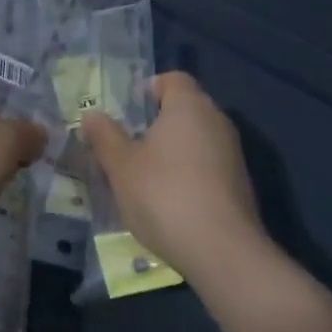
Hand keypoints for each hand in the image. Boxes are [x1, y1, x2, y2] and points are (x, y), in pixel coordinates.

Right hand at [80, 71, 266, 283]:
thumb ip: (105, 136)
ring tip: (146, 176)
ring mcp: (233, 154)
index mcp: (189, 105)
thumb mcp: (121, 166)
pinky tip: (172, 201)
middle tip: (130, 144)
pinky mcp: (241, 185)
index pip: (173, 79)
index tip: (129, 110)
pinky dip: (190, 174)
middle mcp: (217, 120)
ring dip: (174, 151)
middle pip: (186, 108)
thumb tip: (91, 115)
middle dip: (158, 122)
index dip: (150, 88)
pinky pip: (209, 166)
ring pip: (198, 139)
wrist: (222, 252)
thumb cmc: (165, 194)